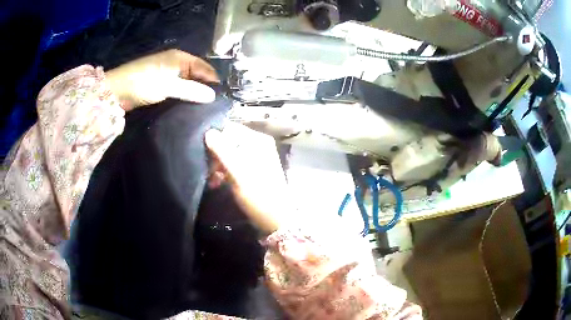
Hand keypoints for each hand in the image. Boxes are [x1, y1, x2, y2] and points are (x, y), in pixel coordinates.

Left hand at [105, 49, 218, 110]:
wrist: (116, 92)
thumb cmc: (142, 83)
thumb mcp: (168, 85)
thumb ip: (191, 90)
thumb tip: (212, 96)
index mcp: (180, 58)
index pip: (204, 67)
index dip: (213, 81)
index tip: (221, 98)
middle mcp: (176, 63)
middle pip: (197, 75)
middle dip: (205, 88)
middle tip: (214, 106)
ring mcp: (168, 74)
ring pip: (188, 83)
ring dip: (194, 94)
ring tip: (204, 109)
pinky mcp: (161, 85)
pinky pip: (178, 90)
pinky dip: (184, 97)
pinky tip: (189, 107)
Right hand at [205, 123, 288, 233]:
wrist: (275, 219)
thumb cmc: (257, 194)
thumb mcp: (238, 172)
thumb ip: (222, 150)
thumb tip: (208, 132)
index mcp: (257, 140)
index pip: (229, 129)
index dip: (214, 139)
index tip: (205, 155)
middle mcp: (257, 144)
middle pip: (228, 141)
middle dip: (215, 155)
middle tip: (208, 172)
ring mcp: (255, 157)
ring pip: (229, 153)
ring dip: (217, 165)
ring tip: (211, 181)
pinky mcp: (252, 169)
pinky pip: (233, 164)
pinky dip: (224, 172)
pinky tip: (217, 183)